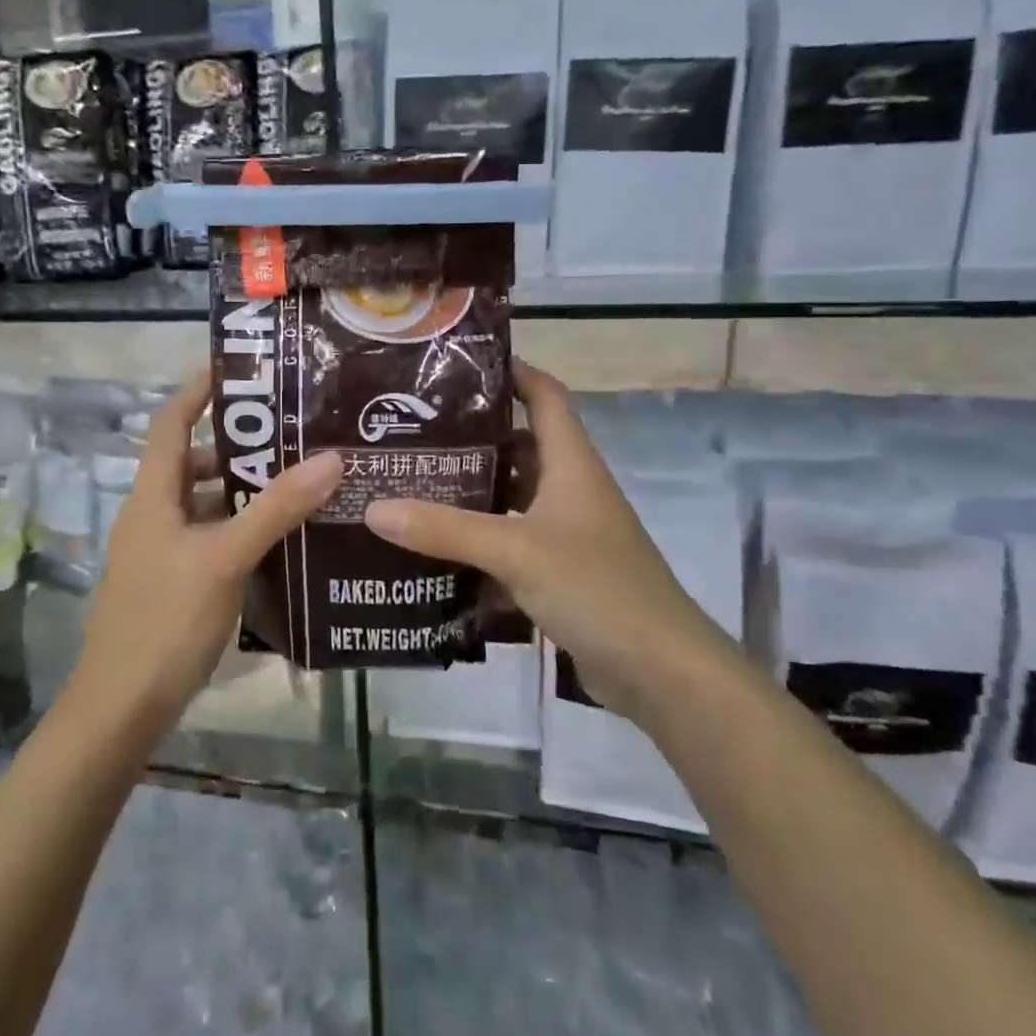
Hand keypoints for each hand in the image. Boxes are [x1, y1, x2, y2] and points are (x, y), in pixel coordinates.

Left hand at [72, 374, 342, 733]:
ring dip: (240, 489)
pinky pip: (207, 536)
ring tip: (295, 481)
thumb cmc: (166, 620)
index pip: (171, 421)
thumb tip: (330, 458)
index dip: (199, 391)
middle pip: (191, 460)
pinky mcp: (171, 581)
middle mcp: (151, 514)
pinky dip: (237, 527)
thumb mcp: (225, 558)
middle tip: (291, 433)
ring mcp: (159, 550)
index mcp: (152, 495)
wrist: (122, 706)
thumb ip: (276, 508)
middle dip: (236, 444)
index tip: (242, 372)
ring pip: (202, 502)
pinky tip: (276, 539)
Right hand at [363, 360, 733, 716]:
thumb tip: (373, 508)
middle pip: (520, 445)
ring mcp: (568, 533)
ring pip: (512, 496)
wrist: (661, 672)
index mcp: (571, 464)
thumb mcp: (515, 550)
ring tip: (412, 481)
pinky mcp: (560, 573)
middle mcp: (571, 490)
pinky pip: (511, 542)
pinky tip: (436, 546)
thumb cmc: (597, 587)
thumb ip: (445, 529)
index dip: (512, 371)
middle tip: (413, 429)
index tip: (459, 364)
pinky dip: (479, 539)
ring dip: (472, 490)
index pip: (545, 396)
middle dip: (471, 436)